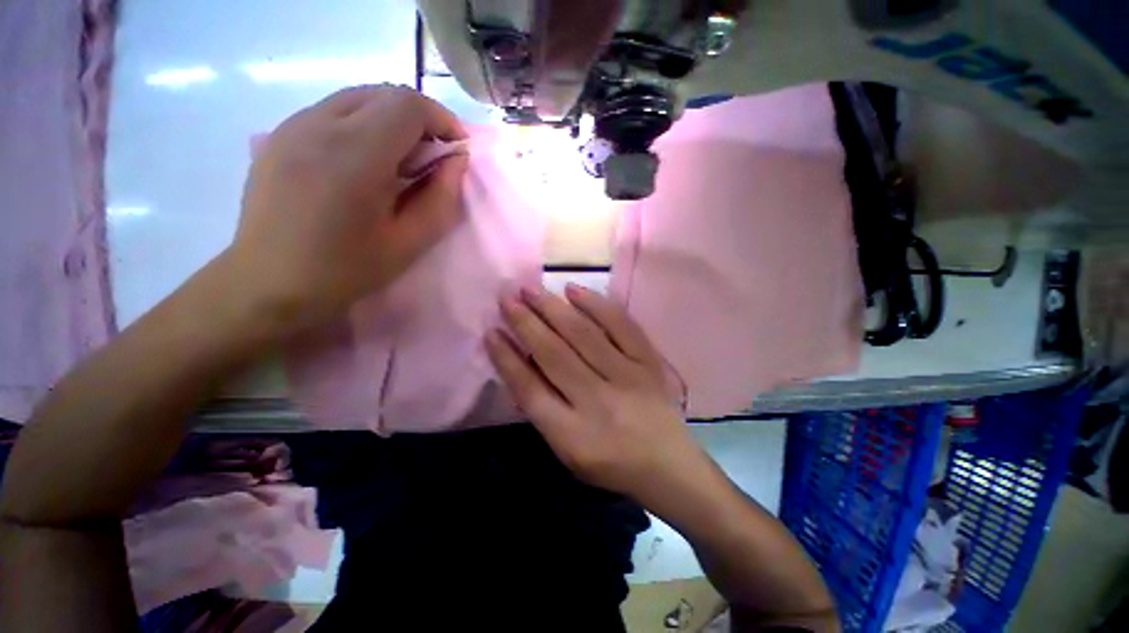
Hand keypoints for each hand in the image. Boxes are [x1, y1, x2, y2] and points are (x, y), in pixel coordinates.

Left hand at [228, 85, 468, 332]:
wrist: (269, 283)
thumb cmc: (345, 270)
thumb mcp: (409, 243)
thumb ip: (440, 199)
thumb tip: (456, 162)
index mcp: (354, 155)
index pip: (408, 105)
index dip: (442, 119)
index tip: (457, 149)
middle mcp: (318, 125)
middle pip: (383, 93)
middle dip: (420, 118)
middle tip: (432, 157)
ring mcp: (292, 126)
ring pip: (357, 98)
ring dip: (391, 119)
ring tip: (401, 161)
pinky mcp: (279, 135)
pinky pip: (332, 112)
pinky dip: (362, 124)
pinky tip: (364, 162)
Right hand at [485, 284, 705, 498]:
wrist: (669, 466)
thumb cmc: (611, 464)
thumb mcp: (567, 452)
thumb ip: (543, 411)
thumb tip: (521, 364)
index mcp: (572, 434)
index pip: (530, 388)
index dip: (507, 358)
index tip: (491, 332)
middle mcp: (597, 401)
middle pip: (554, 354)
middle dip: (525, 323)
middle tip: (507, 298)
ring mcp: (627, 377)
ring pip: (583, 335)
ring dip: (553, 309)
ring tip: (531, 289)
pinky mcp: (648, 363)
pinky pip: (621, 326)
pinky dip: (597, 305)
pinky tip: (574, 289)